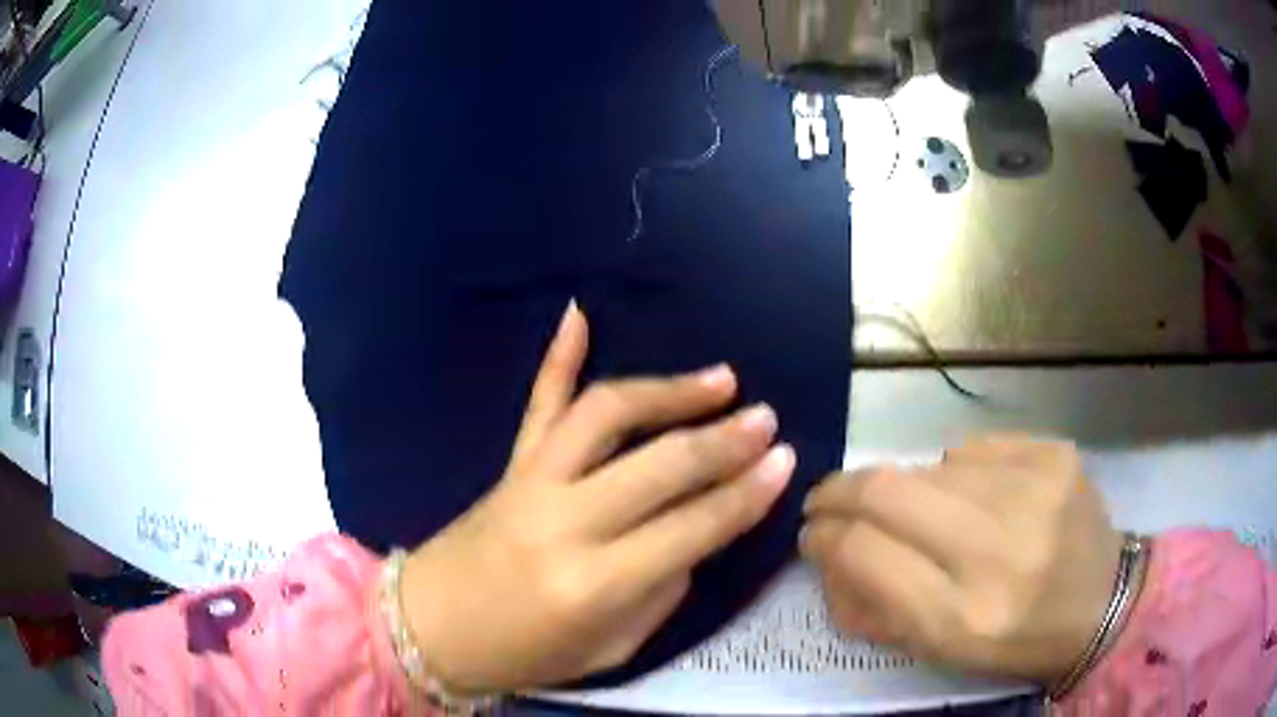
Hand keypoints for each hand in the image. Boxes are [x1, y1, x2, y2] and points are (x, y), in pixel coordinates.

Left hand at [400, 304, 794, 693]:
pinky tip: (579, 313)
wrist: (433, 628)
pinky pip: (537, 403)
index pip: (691, 528)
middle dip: (723, 440)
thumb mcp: (612, 648)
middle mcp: (564, 522)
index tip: (786, 460)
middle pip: (659, 465)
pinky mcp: (509, 464)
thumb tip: (696, 534)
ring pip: (606, 415)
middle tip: (766, 418)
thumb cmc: (526, 653)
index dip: (745, 494)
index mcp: (593, 583)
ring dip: (668, 391)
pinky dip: (558, 355)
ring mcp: (531, 481)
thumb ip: (661, 590)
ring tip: (720, 378)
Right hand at [802, 437, 1122, 684]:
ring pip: (930, 466)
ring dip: (909, 489)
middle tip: (829, 500)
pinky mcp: (1055, 455)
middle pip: (888, 491)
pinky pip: (975, 449)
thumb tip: (829, 554)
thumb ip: (874, 606)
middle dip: (840, 491)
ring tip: (928, 515)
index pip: (864, 552)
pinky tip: (981, 497)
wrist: (1103, 605)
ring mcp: (1033, 490)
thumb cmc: (1014, 642)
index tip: (813, 534)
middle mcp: (998, 550)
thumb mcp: (938, 650)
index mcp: (962, 616)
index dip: (825, 537)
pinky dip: (959, 472)